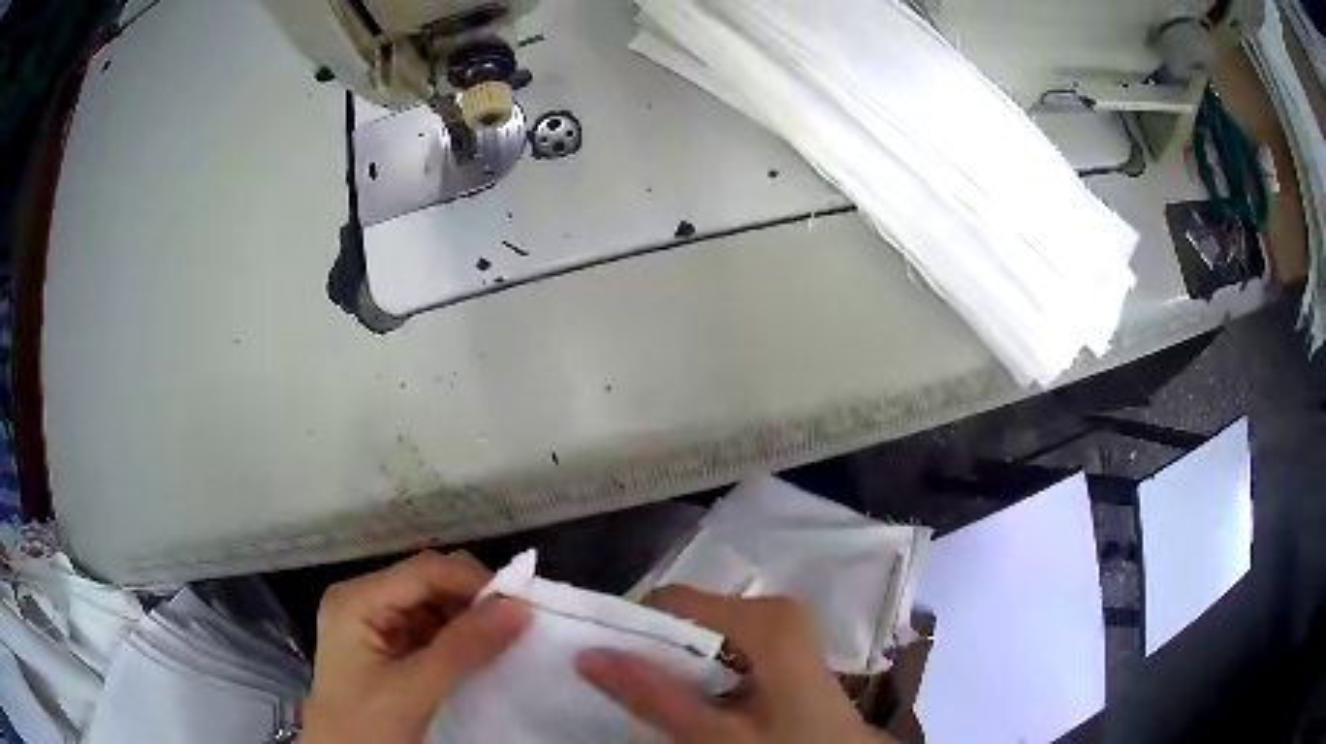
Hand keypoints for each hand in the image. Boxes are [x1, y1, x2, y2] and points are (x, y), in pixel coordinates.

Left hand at [302, 551, 529, 743]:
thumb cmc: (366, 725)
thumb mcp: (414, 689)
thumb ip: (463, 648)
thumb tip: (519, 607)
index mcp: (356, 599)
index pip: (423, 571)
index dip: (473, 582)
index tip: (522, 606)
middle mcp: (362, 599)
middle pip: (427, 581)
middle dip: (472, 599)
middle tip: (516, 625)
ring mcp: (372, 621)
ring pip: (432, 603)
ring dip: (468, 619)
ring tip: (503, 640)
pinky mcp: (385, 644)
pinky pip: (429, 627)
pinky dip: (457, 637)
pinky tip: (479, 653)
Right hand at [576, 586, 886, 742]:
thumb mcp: (717, 735)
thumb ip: (653, 695)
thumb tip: (586, 654)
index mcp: (764, 617)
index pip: (669, 602)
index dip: (629, 631)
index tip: (602, 668)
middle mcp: (772, 609)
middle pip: (686, 619)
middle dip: (651, 655)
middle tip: (626, 694)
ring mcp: (780, 627)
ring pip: (701, 637)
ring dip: (672, 668)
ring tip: (655, 704)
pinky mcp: (781, 646)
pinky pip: (722, 649)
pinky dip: (698, 674)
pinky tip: (693, 705)